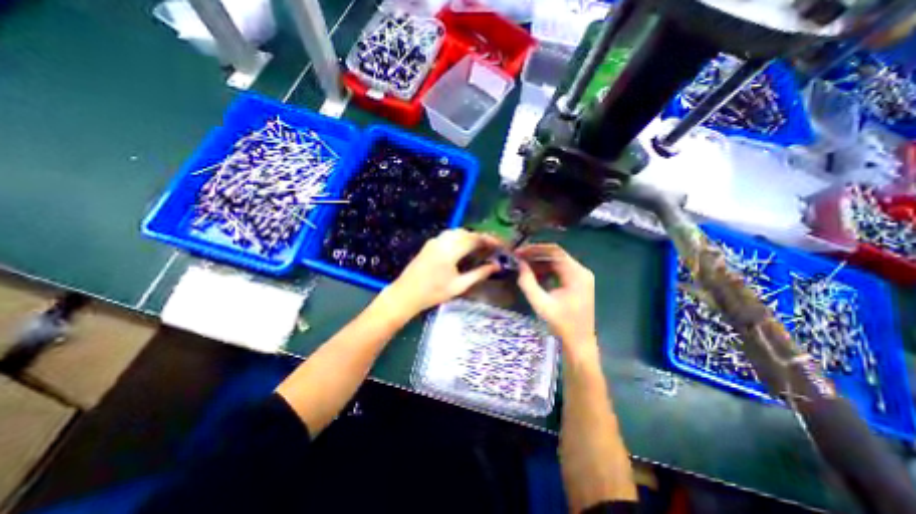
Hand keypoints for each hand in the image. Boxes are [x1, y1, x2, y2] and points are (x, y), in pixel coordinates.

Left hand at [383, 228, 504, 317]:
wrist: (405, 294)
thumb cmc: (433, 293)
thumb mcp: (459, 286)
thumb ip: (479, 274)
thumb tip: (496, 266)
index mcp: (450, 250)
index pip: (474, 239)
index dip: (489, 240)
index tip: (500, 245)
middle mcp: (442, 241)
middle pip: (466, 233)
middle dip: (480, 238)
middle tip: (492, 248)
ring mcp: (434, 241)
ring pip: (457, 232)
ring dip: (470, 237)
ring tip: (480, 248)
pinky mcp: (429, 244)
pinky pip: (448, 235)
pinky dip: (460, 238)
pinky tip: (463, 249)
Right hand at [514, 246, 602, 356]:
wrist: (579, 344)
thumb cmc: (561, 325)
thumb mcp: (541, 304)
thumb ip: (528, 282)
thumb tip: (519, 264)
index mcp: (576, 274)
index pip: (555, 251)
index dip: (535, 249)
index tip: (519, 252)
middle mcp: (581, 272)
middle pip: (556, 255)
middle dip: (535, 255)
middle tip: (517, 258)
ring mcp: (580, 277)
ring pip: (556, 262)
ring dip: (539, 263)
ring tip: (522, 266)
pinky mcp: (576, 284)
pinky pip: (559, 271)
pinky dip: (545, 271)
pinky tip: (533, 275)